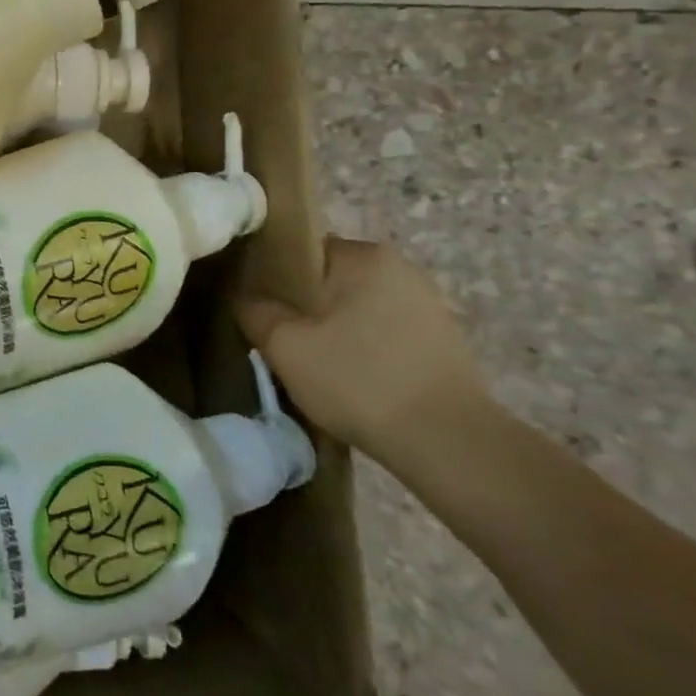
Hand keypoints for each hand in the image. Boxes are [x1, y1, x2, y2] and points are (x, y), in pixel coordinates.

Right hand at [234, 237, 489, 459]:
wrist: (450, 444)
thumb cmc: (359, 380)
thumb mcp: (284, 345)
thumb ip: (254, 310)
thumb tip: (245, 297)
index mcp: (365, 256)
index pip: (301, 251)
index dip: (272, 278)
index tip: (259, 309)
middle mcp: (401, 270)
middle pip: (329, 280)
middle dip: (304, 307)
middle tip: (281, 341)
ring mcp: (428, 306)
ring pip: (355, 309)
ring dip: (333, 330)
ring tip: (314, 365)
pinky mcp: (443, 342)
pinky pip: (382, 333)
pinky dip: (362, 349)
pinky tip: (351, 379)